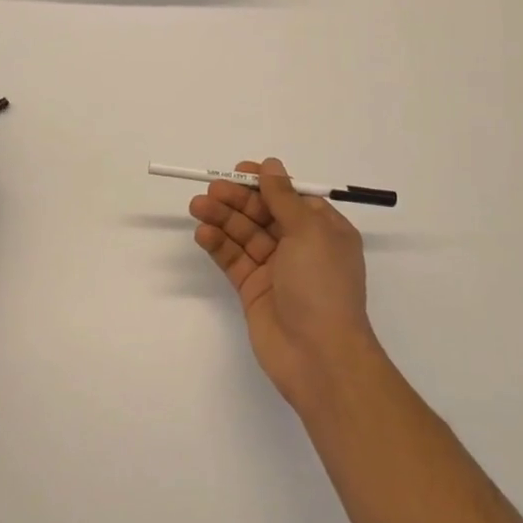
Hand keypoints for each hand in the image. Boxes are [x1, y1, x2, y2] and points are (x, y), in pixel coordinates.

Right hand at [191, 158, 382, 412]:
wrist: (319, 357)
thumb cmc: (321, 285)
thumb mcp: (308, 232)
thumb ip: (283, 198)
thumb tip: (271, 165)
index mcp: (324, 230)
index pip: (291, 197)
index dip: (266, 183)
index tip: (240, 171)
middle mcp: (301, 247)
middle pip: (264, 213)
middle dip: (238, 199)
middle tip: (212, 190)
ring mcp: (276, 270)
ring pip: (245, 235)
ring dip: (223, 218)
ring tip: (198, 206)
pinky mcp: (254, 290)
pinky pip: (234, 260)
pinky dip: (219, 245)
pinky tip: (203, 233)